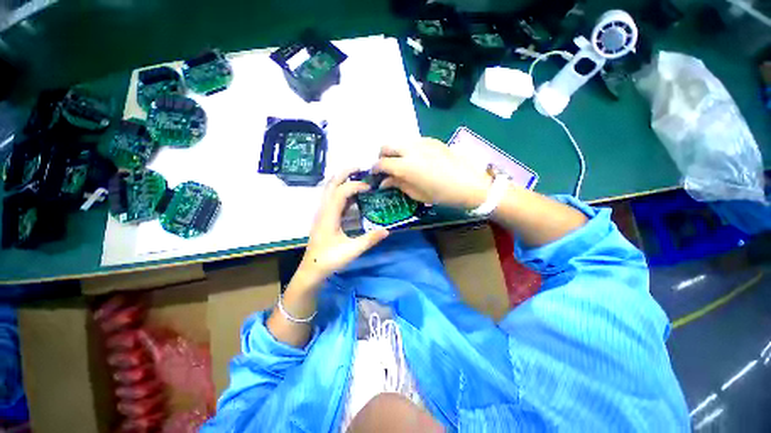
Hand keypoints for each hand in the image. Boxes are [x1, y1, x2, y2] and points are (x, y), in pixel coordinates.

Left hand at [297, 169, 389, 284]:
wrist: (312, 269)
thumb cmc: (330, 260)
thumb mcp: (352, 251)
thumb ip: (369, 240)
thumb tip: (387, 230)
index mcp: (329, 215)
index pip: (342, 192)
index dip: (356, 186)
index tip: (370, 188)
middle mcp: (323, 209)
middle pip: (331, 183)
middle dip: (345, 173)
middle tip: (360, 167)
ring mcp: (322, 212)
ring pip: (329, 189)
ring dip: (342, 179)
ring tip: (357, 176)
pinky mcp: (324, 216)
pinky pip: (332, 197)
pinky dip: (341, 190)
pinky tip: (353, 195)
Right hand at [373, 137, 491, 209]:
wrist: (470, 184)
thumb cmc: (442, 194)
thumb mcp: (417, 194)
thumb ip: (398, 185)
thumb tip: (385, 182)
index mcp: (405, 166)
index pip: (382, 163)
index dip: (375, 169)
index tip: (375, 175)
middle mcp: (410, 150)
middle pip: (386, 146)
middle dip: (382, 156)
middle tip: (386, 168)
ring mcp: (422, 142)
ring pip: (400, 142)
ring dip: (395, 152)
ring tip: (402, 164)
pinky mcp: (432, 140)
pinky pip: (413, 142)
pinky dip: (408, 149)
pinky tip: (417, 160)